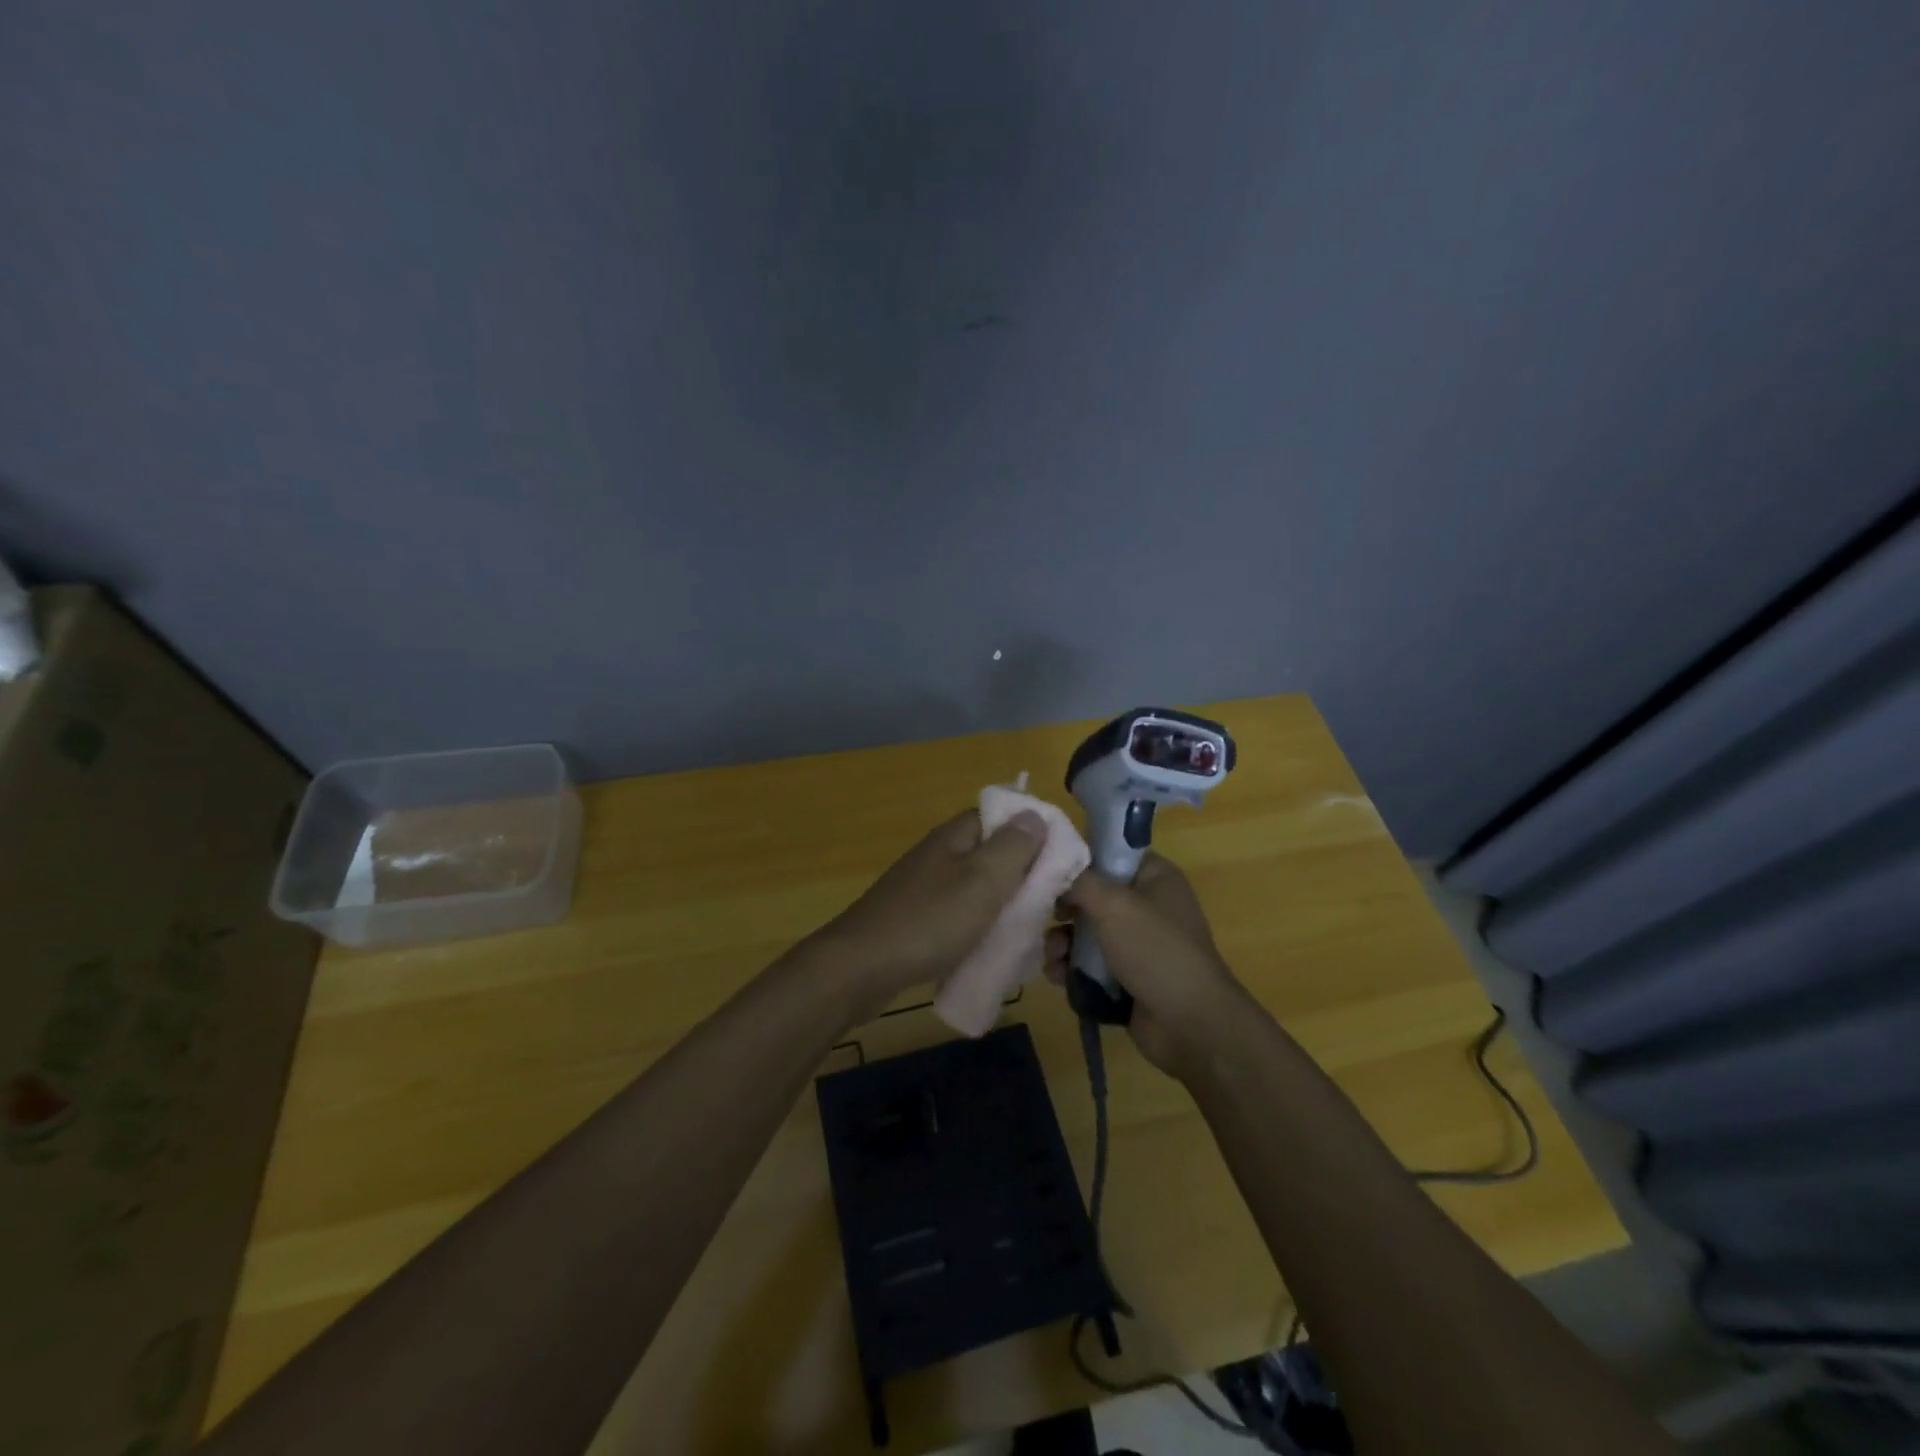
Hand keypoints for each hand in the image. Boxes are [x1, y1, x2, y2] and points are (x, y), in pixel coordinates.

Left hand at [806, 809, 1045, 1022]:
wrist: (860, 968)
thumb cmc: (930, 921)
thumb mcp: (983, 881)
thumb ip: (1013, 847)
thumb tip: (1035, 815)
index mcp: (955, 837)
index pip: (1001, 816)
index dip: (1032, 832)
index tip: (1060, 860)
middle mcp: (938, 854)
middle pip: (989, 853)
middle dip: (1020, 874)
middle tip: (1049, 902)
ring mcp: (923, 887)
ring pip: (974, 887)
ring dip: (1000, 904)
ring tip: (1026, 928)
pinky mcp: (914, 919)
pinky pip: (957, 915)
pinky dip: (976, 927)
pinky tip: (989, 948)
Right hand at [1044, 853, 1249, 1077]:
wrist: (1191, 1025)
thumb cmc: (1156, 950)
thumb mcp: (1115, 905)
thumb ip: (1080, 881)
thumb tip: (1054, 870)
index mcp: (1154, 878)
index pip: (1111, 854)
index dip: (1080, 861)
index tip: (1049, 871)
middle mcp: (1146, 906)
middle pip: (1092, 896)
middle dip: (1064, 910)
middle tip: (1048, 918)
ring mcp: (1136, 945)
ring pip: (1085, 933)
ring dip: (1062, 943)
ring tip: (1053, 957)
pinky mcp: (1125, 978)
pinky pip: (1088, 965)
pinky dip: (1070, 969)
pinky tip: (1057, 977)